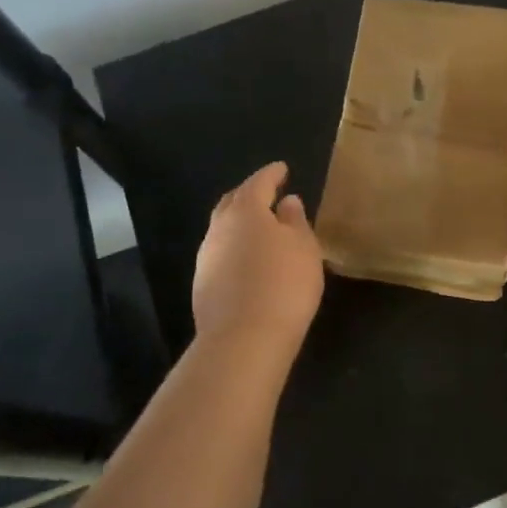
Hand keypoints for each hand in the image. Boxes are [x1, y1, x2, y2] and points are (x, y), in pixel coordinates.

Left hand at [192, 162, 324, 354]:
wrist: (244, 339)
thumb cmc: (284, 284)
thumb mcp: (304, 247)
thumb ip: (295, 221)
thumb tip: (287, 202)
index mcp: (245, 211)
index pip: (259, 183)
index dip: (272, 174)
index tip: (283, 168)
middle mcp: (219, 228)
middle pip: (233, 202)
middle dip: (249, 194)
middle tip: (267, 193)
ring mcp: (206, 258)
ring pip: (223, 229)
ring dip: (240, 223)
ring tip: (261, 227)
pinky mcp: (203, 285)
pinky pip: (221, 254)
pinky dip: (235, 247)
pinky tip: (249, 259)